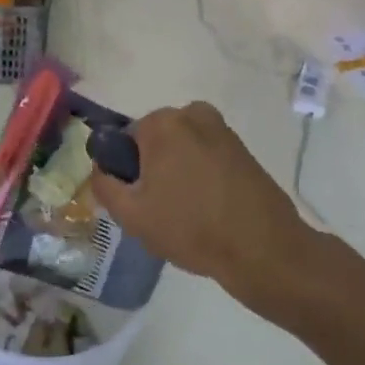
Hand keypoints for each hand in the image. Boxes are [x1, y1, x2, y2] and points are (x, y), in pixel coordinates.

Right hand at [88, 103, 311, 309]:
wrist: (264, 249)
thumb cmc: (191, 228)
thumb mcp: (131, 214)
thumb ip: (103, 184)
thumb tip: (100, 167)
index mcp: (162, 123)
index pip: (123, 140)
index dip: (125, 171)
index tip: (136, 199)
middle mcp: (192, 114)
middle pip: (154, 141)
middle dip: (151, 168)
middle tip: (158, 209)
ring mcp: (222, 130)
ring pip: (181, 149)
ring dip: (176, 171)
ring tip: (184, 211)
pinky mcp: (243, 149)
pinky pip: (205, 156)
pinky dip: (200, 175)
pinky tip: (208, 207)